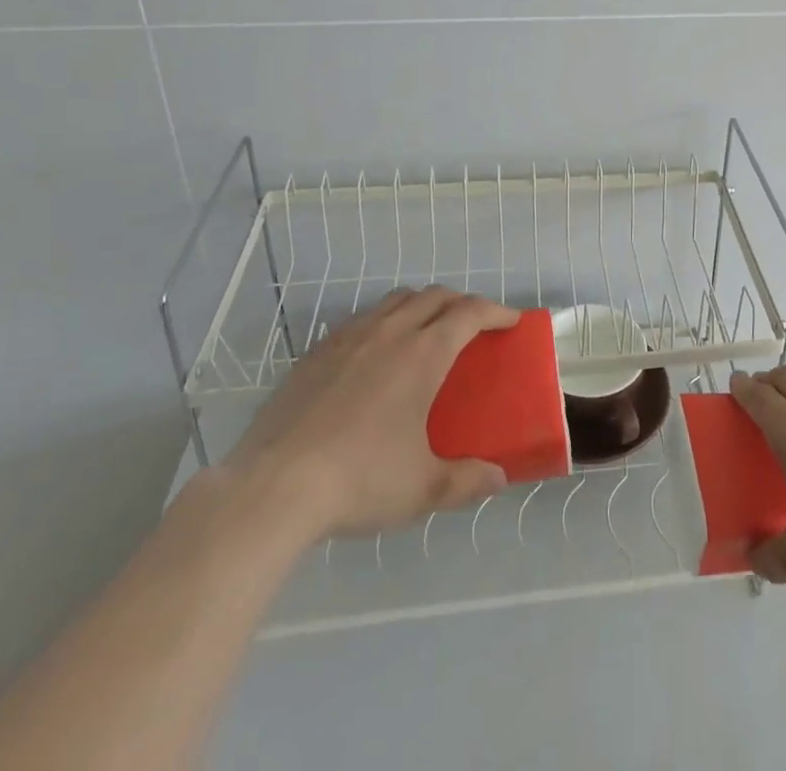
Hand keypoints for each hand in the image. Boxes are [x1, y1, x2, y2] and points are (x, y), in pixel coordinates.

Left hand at [225, 286, 519, 542]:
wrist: (274, 486)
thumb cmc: (360, 481)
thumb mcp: (423, 489)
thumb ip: (467, 481)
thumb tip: (498, 478)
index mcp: (423, 354)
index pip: (469, 313)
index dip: (496, 312)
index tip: (511, 321)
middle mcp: (390, 332)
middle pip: (435, 296)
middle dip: (461, 302)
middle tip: (474, 325)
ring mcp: (349, 337)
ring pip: (396, 300)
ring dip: (422, 304)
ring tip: (427, 330)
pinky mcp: (317, 351)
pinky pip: (362, 318)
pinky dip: (384, 320)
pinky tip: (377, 351)